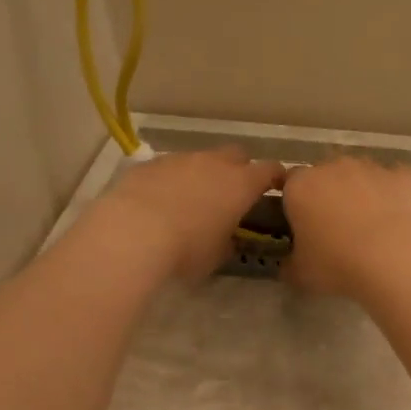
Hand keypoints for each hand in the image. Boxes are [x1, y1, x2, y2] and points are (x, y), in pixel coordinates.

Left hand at [97, 146, 284, 279]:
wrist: (132, 233)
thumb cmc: (186, 249)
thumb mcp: (217, 255)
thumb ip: (229, 241)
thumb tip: (229, 238)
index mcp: (240, 184)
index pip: (270, 170)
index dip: (276, 176)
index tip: (278, 186)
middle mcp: (214, 163)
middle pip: (237, 154)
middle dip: (239, 168)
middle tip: (233, 192)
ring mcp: (180, 159)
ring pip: (201, 159)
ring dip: (203, 174)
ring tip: (193, 199)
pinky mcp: (150, 164)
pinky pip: (170, 167)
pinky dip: (173, 179)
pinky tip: (161, 200)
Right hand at [280, 157, 410, 297]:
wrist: (393, 257)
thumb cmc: (336, 263)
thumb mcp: (299, 274)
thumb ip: (288, 265)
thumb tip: (288, 264)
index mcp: (300, 186)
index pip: (289, 185)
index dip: (295, 204)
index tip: (302, 227)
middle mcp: (332, 167)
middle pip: (325, 176)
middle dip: (328, 195)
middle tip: (336, 229)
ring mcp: (370, 167)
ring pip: (360, 176)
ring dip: (361, 193)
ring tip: (370, 227)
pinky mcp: (402, 175)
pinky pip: (392, 182)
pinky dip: (392, 195)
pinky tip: (397, 220)